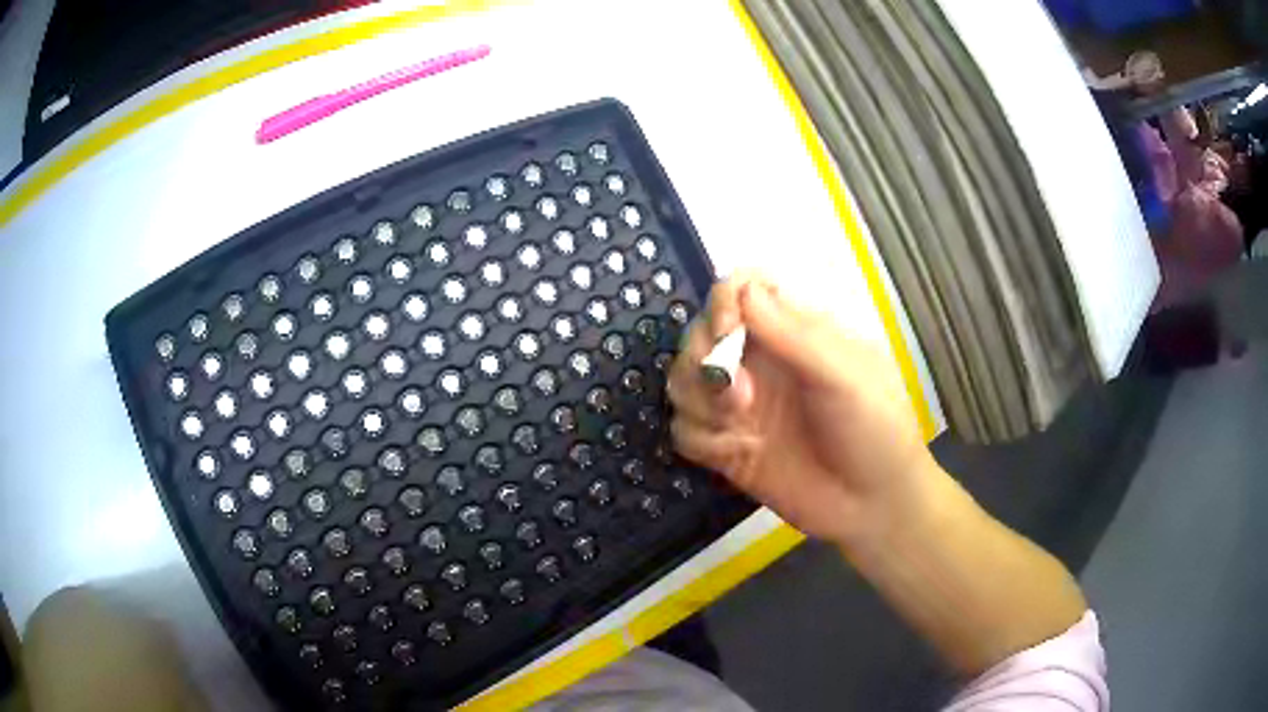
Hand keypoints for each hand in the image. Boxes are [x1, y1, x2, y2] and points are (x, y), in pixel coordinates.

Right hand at [668, 276, 936, 549]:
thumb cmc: (875, 430)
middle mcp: (760, 362)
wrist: (873, 506)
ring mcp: (741, 406)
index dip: (722, 301)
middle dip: (705, 358)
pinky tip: (732, 452)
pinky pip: (684, 429)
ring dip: (698, 399)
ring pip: (683, 380)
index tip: (726, 330)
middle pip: (700, 334)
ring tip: (737, 425)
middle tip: (739, 395)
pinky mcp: (726, 447)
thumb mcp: (846, 376)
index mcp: (793, 333)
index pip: (741, 291)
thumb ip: (794, 335)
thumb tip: (744, 290)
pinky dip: (698, 438)